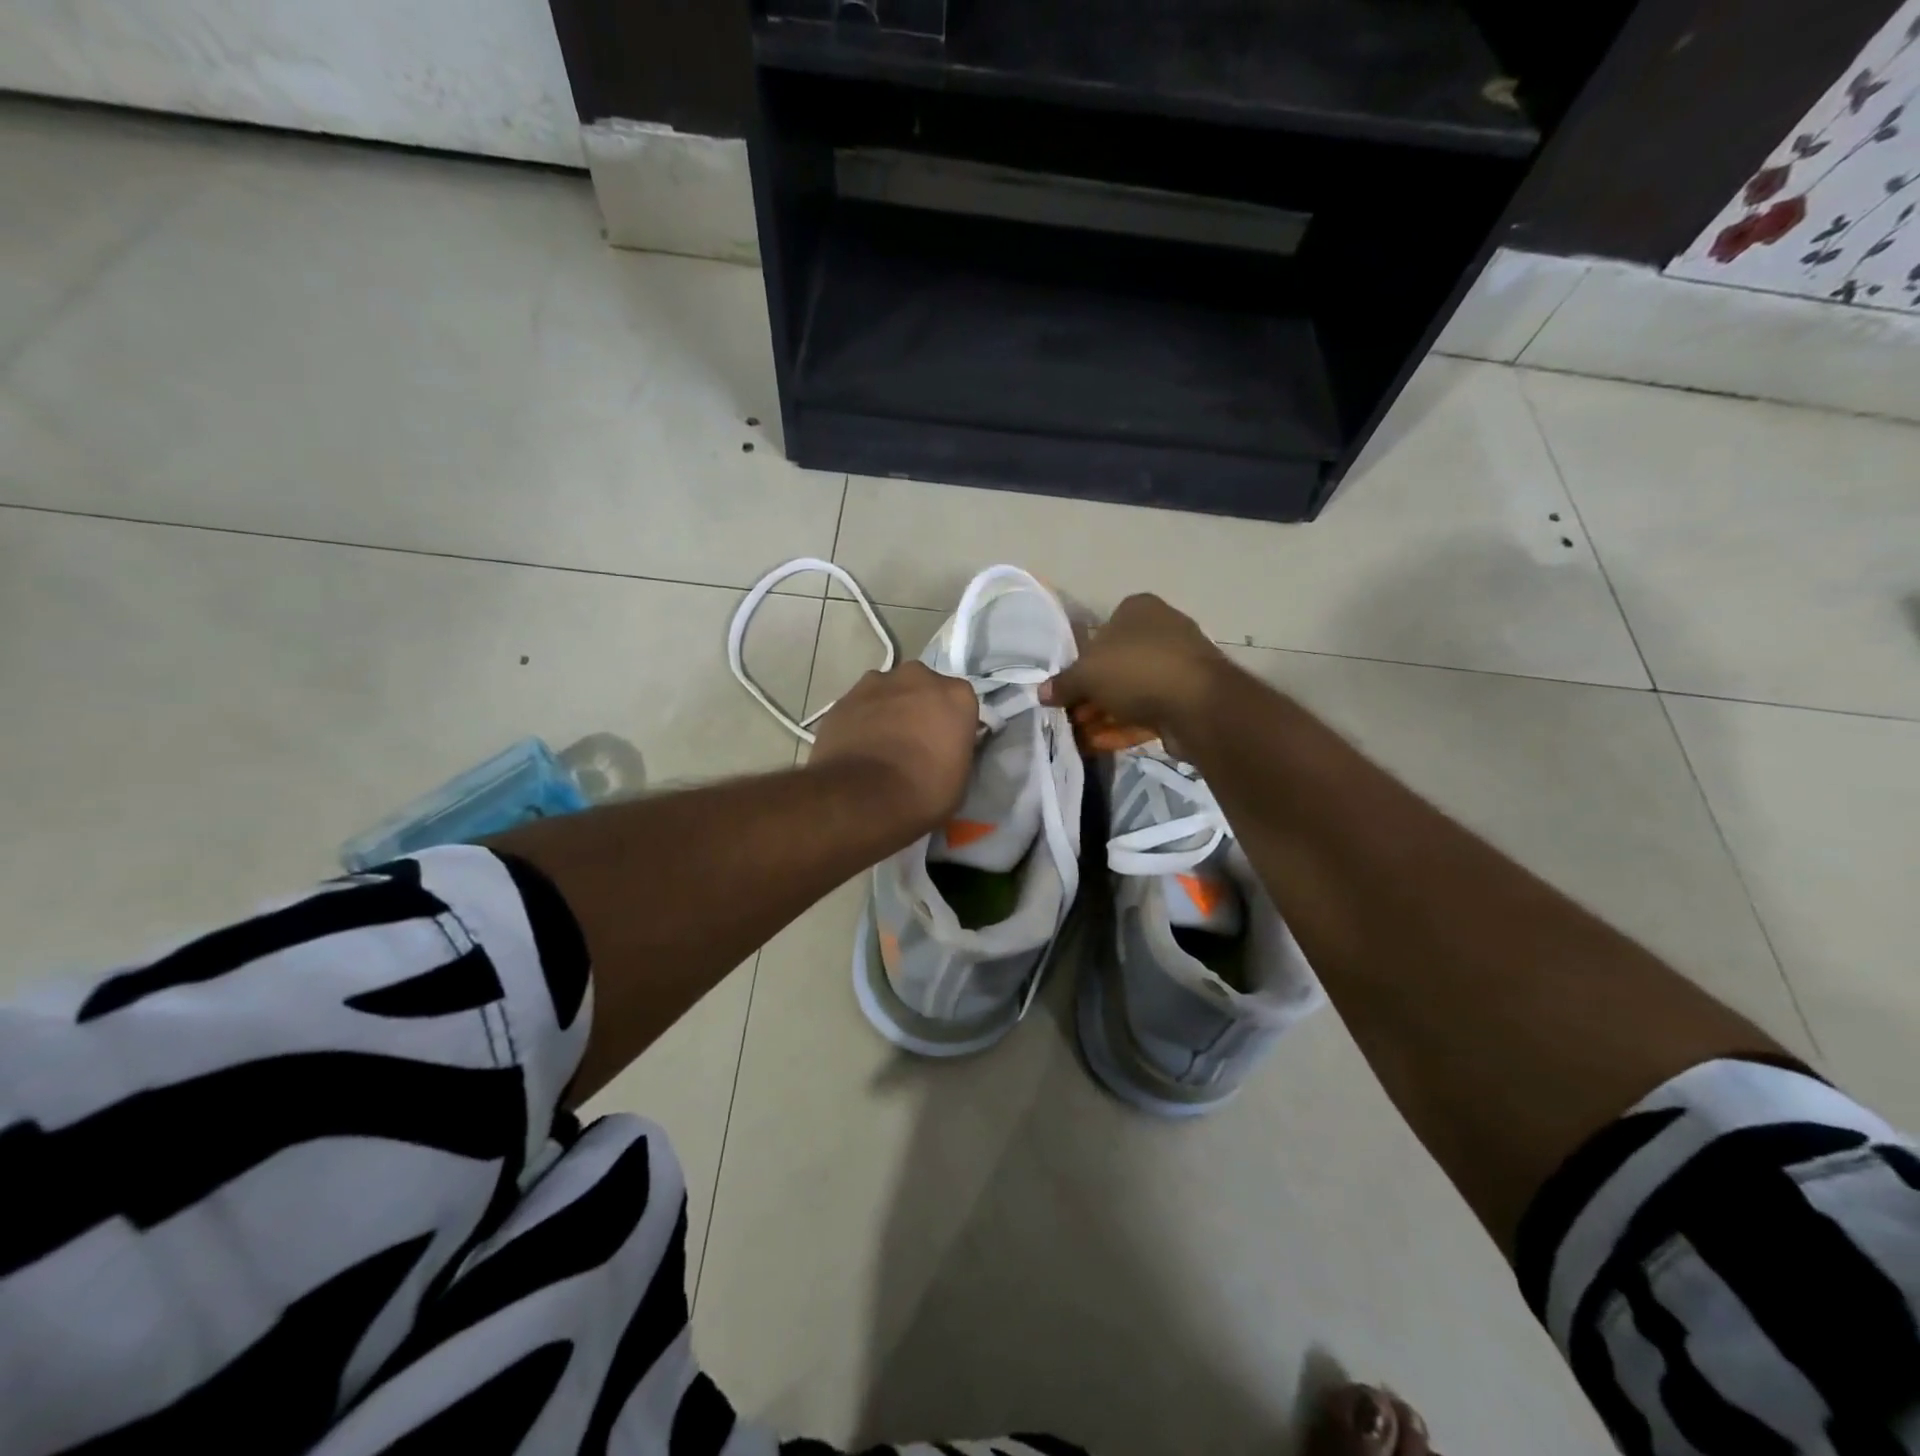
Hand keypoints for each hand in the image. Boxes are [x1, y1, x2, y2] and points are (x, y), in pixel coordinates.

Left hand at [809, 662, 979, 833]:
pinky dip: (860, 720)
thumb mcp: (960, 777)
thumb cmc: (922, 792)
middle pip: (922, 687)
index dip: (951, 724)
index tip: (945, 744)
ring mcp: (876, 683)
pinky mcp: (844, 697)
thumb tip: (945, 746)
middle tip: (912, 740)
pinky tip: (857, 747)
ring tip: (880, 744)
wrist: (861, 798)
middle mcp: (918, 678)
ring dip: (888, 710)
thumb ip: (955, 748)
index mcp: (956, 695)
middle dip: (918, 707)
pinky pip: (859, 706)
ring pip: (888, 692)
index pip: (959, 703)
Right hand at [1040, 593, 1229, 739]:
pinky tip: (1100, 746)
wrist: (1198, 705)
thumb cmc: (1136, 671)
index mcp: (1138, 610)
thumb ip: (1062, 684)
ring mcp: (1178, 665)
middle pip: (1115, 665)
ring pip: (1131, 691)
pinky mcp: (1188, 698)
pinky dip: (1124, 727)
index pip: (1100, 630)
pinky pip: (1149, 711)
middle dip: (1091, 695)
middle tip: (1070, 717)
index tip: (1066, 687)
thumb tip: (1041, 693)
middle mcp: (1161, 630)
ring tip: (1079, 737)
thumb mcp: (1086, 675)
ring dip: (1104, 715)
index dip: (1079, 661)